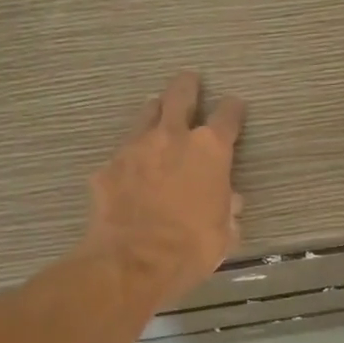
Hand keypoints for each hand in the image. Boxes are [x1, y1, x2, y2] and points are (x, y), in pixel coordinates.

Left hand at [82, 72, 246, 308]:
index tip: (235, 107)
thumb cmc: (191, 249)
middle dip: (188, 86)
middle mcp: (173, 138)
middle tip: (190, 80)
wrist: (134, 262)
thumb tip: (229, 201)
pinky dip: (130, 157)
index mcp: (210, 151)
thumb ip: (228, 210)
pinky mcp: (108, 167)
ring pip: (147, 114)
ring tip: (157, 112)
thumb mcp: (224, 234)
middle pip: (180, 95)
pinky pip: (122, 153)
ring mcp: (135, 148)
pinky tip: (130, 168)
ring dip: (155, 111)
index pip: (227, 117)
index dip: (233, 110)